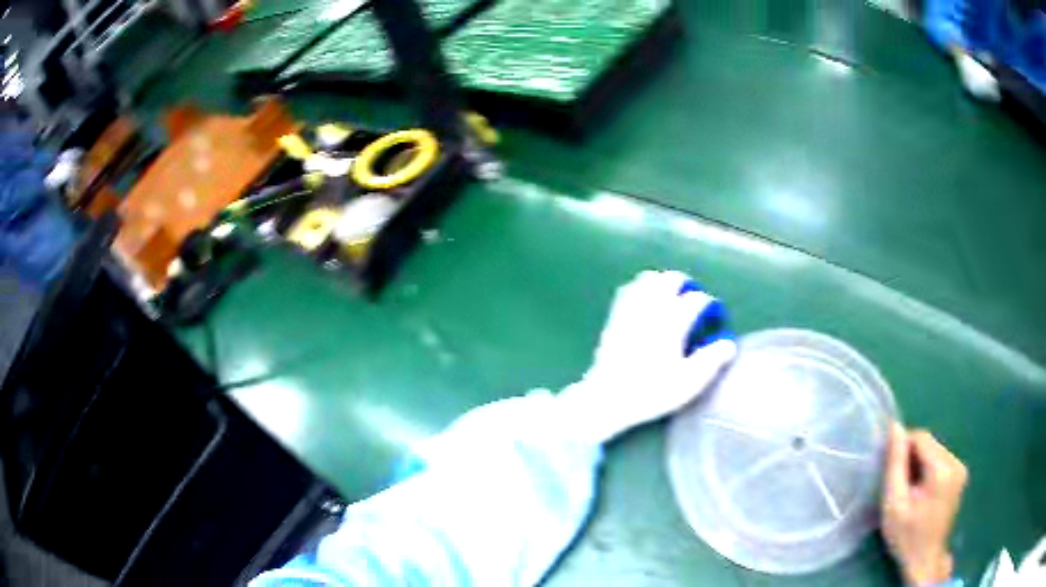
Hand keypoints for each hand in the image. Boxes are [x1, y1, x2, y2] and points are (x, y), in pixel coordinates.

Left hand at [558, 270, 736, 442]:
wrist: (608, 397)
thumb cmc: (652, 391)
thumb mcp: (689, 382)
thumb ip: (712, 360)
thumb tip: (729, 344)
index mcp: (673, 321)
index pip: (697, 299)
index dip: (709, 305)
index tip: (714, 316)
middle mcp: (652, 308)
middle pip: (671, 279)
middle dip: (687, 285)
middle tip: (694, 299)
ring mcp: (631, 310)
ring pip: (648, 279)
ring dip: (663, 283)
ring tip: (671, 297)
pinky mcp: (615, 317)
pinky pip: (628, 290)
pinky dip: (640, 289)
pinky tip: (644, 301)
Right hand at [881, 423, 967, 585]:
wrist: (925, 559)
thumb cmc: (906, 536)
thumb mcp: (894, 504)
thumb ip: (896, 464)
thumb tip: (895, 426)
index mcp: (942, 469)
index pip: (921, 437)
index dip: (903, 449)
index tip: (892, 474)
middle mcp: (956, 462)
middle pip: (930, 443)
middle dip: (913, 459)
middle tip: (901, 487)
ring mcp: (961, 468)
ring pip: (936, 450)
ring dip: (921, 464)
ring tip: (911, 492)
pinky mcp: (961, 474)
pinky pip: (942, 459)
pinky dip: (930, 470)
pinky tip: (923, 492)